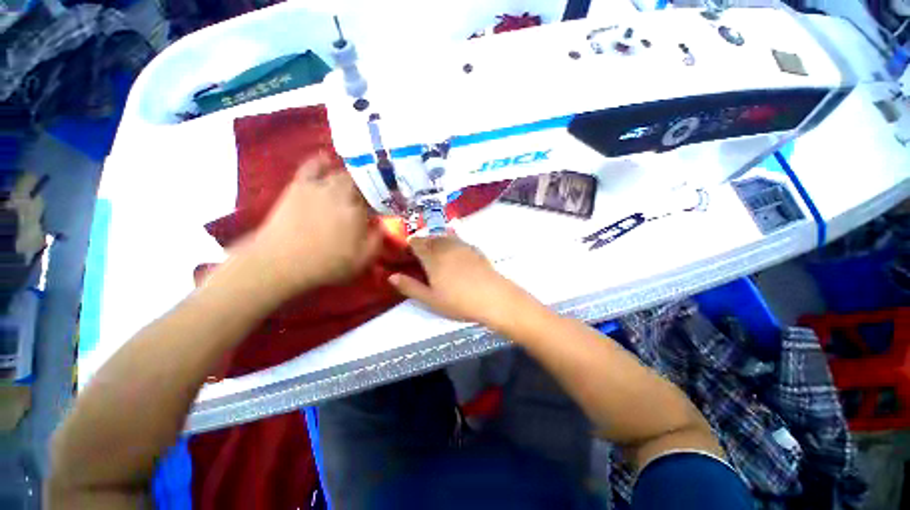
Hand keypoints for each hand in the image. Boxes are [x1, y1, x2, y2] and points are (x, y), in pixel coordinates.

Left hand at [246, 154, 382, 297]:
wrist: (281, 262)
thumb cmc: (327, 263)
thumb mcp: (363, 259)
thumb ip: (378, 238)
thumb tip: (384, 222)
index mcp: (357, 209)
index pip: (376, 196)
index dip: (382, 200)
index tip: (383, 207)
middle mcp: (340, 193)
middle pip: (360, 181)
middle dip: (368, 188)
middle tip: (370, 198)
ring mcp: (318, 186)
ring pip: (340, 173)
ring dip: (351, 177)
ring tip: (356, 181)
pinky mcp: (299, 186)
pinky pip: (312, 166)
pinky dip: (321, 161)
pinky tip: (327, 159)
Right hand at [388, 235, 536, 330]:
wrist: (494, 297)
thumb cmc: (459, 301)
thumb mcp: (430, 299)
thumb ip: (409, 286)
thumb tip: (391, 276)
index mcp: (432, 256)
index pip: (416, 243)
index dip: (409, 246)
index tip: (407, 254)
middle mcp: (446, 246)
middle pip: (430, 238)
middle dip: (422, 244)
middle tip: (420, 256)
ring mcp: (462, 245)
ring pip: (444, 237)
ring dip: (436, 242)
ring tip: (436, 254)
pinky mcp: (475, 249)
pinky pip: (457, 240)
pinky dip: (451, 244)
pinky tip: (454, 254)